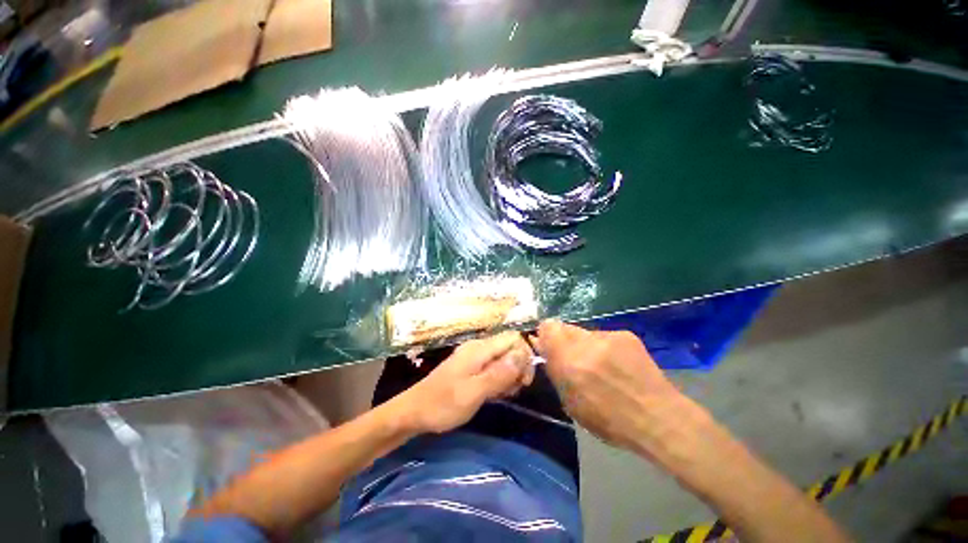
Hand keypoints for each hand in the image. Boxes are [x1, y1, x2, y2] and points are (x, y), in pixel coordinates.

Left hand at [393, 331, 533, 433]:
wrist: (415, 412)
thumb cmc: (443, 404)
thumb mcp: (474, 392)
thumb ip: (499, 374)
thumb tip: (522, 355)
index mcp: (479, 348)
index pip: (513, 338)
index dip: (524, 356)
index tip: (524, 381)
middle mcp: (478, 347)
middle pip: (510, 347)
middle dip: (518, 367)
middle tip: (513, 390)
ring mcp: (474, 356)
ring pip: (503, 358)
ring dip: (510, 375)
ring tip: (504, 395)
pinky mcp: (471, 367)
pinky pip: (493, 366)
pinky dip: (500, 378)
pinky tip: (495, 394)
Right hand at [536, 320, 690, 452]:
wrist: (659, 418)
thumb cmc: (609, 420)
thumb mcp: (570, 402)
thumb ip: (554, 370)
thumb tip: (544, 348)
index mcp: (569, 361)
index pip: (547, 327)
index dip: (546, 336)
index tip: (549, 349)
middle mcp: (586, 343)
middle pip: (564, 327)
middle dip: (564, 341)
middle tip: (574, 360)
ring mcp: (607, 336)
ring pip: (584, 333)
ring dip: (584, 345)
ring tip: (599, 366)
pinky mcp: (625, 334)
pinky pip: (603, 336)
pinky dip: (603, 347)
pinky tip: (617, 365)